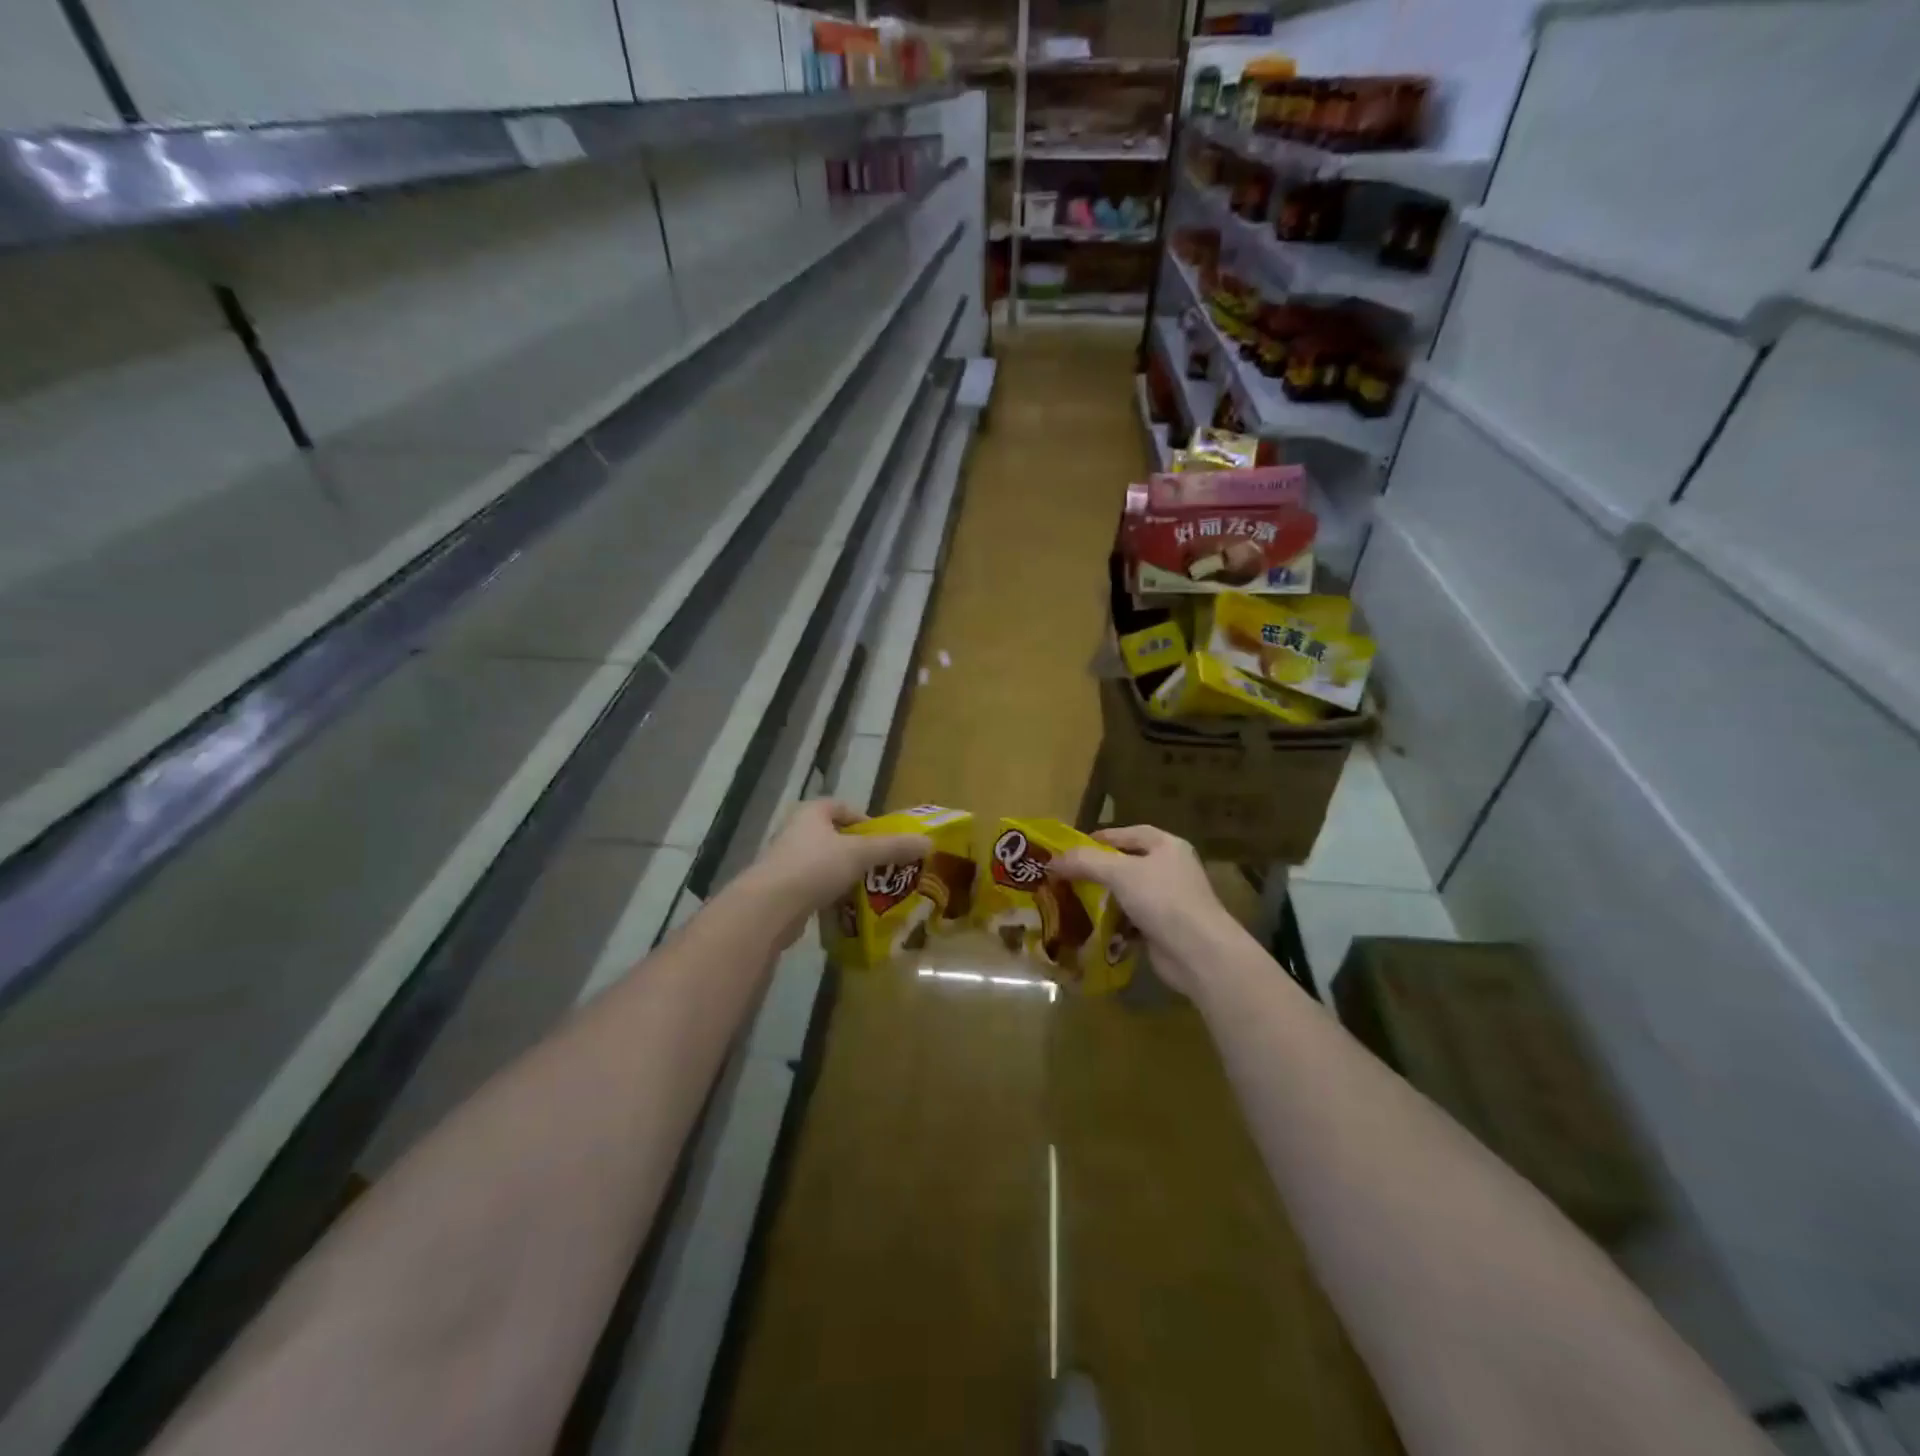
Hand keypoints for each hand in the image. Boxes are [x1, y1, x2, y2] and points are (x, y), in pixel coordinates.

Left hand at [746, 799, 932, 934]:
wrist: (769, 908)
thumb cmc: (815, 867)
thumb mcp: (860, 854)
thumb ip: (893, 848)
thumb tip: (929, 842)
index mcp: (811, 813)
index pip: (842, 807)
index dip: (865, 820)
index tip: (884, 840)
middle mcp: (796, 832)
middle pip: (835, 837)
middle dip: (859, 852)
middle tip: (884, 867)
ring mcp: (786, 862)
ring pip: (825, 864)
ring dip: (846, 875)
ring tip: (871, 891)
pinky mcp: (782, 890)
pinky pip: (814, 888)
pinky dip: (831, 896)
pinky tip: (848, 909)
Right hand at [1050, 825, 1239, 993]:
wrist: (1198, 953)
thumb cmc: (1162, 900)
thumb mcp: (1119, 873)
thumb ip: (1085, 862)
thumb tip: (1052, 860)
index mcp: (1167, 846)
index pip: (1130, 834)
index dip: (1101, 838)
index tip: (1072, 848)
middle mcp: (1171, 869)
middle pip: (1128, 864)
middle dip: (1098, 871)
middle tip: (1068, 876)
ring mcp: (1170, 901)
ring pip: (1128, 894)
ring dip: (1104, 899)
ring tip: (1074, 902)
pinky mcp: (1165, 929)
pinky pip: (1132, 921)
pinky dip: (1115, 924)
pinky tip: (1094, 928)